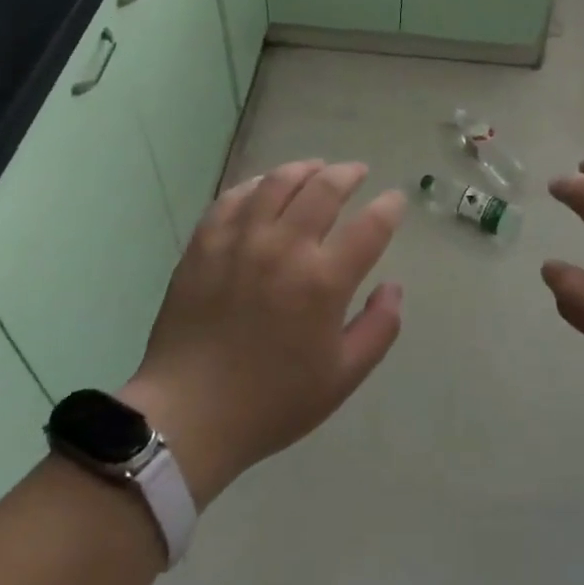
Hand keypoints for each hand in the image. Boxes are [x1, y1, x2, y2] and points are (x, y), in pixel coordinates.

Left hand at [120, 160, 404, 506]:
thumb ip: (379, 328)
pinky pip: (233, 198)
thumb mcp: (343, 377)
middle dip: (348, 174)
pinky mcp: (204, 244)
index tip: (394, 200)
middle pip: (324, 188)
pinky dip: (255, 185)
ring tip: (315, 168)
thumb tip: (393, 286)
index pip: (371, 226)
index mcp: (324, 281)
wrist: (188, 416)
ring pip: (277, 182)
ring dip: (303, 169)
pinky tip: (263, 187)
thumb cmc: (273, 402)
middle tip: (357, 172)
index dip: (389, 207)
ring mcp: (240, 241)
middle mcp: (285, 248)